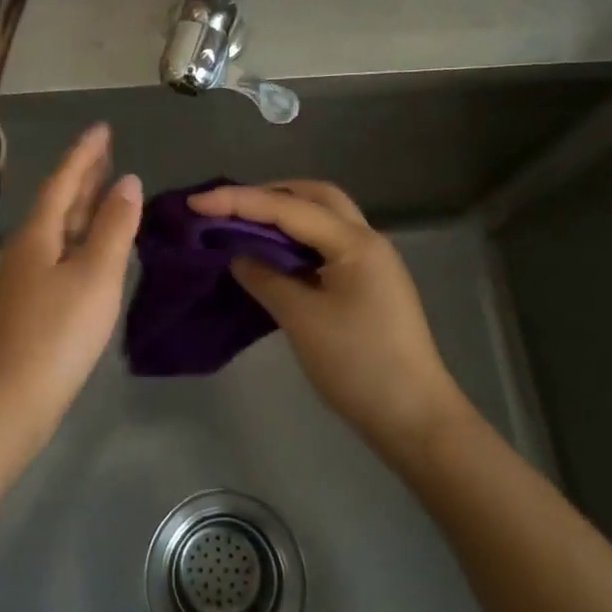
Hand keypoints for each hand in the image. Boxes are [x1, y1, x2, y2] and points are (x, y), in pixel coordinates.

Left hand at [0, 124, 141, 447]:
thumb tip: (128, 182)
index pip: (64, 180)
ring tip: (105, 190)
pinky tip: (91, 248)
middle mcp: (25, 249)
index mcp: (37, 234)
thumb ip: (113, 227)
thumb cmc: (56, 334)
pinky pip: (58, 254)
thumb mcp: (94, 276)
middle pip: (58, 202)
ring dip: (81, 207)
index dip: (85, 153)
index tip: (103, 128)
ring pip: (58, 229)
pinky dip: (79, 239)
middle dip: (83, 176)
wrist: (8, 402)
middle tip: (107, 152)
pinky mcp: (28, 304)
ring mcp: (22, 278)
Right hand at [187, 180, 468, 460]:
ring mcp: (371, 262)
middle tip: (228, 207)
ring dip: (284, 214)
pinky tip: (272, 256)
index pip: (288, 207)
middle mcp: (366, 240)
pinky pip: (326, 244)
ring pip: (323, 218)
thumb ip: (265, 279)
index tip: (196, 203)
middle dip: (269, 193)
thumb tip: (239, 256)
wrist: (414, 418)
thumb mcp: (301, 320)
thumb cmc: (358, 365)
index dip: (238, 201)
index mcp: (354, 242)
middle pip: (315, 196)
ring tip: (243, 225)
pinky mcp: (368, 284)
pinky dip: (296, 240)